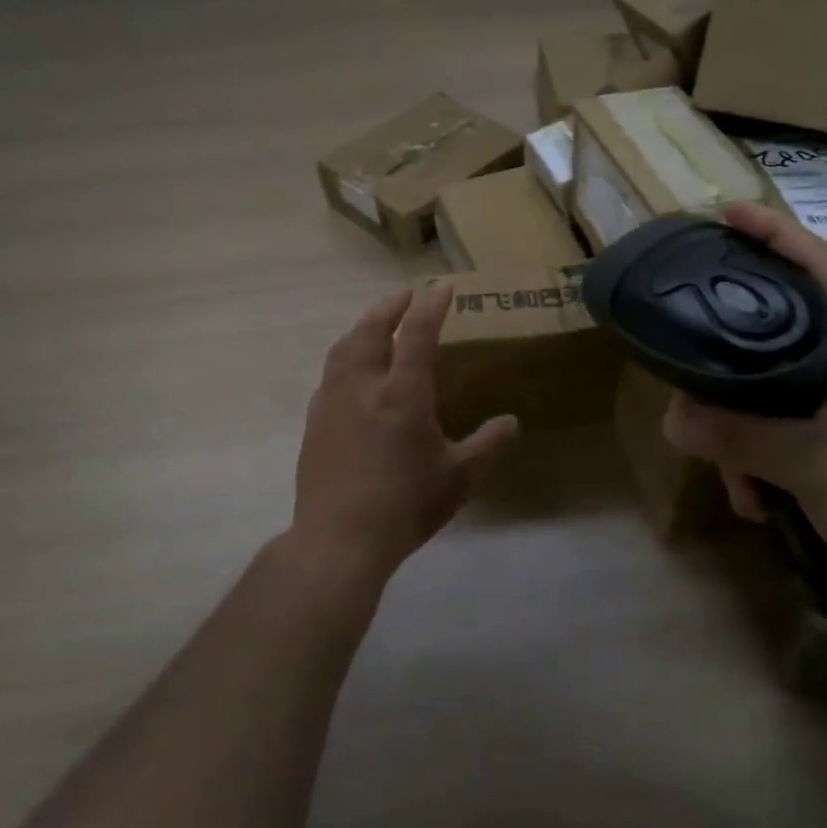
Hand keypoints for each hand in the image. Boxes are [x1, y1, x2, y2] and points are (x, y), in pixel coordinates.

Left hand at [291, 284, 518, 587]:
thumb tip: (512, 422)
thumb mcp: (459, 478)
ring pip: (344, 348)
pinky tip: (350, 369)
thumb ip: (487, 445)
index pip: (418, 334)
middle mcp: (364, 386)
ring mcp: (333, 402)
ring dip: (362, 326)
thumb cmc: (405, 506)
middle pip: (372, 330)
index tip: (442, 288)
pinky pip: (330, 374)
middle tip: (405, 296)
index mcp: (402, 394)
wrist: (338, 539)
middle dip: (390, 307)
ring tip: (375, 322)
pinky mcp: (315, 422)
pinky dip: (344, 356)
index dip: (431, 307)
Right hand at [661, 203, 826, 607]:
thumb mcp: (802, 463)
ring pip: (775, 391)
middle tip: (691, 360)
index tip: (730, 214)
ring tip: (734, 481)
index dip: (778, 233)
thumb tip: (672, 417)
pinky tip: (755, 501)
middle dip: (733, 359)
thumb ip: (734, 436)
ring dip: (744, 435)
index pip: (821, 268)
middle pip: (781, 331)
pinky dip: (762, 459)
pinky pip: (786, 429)